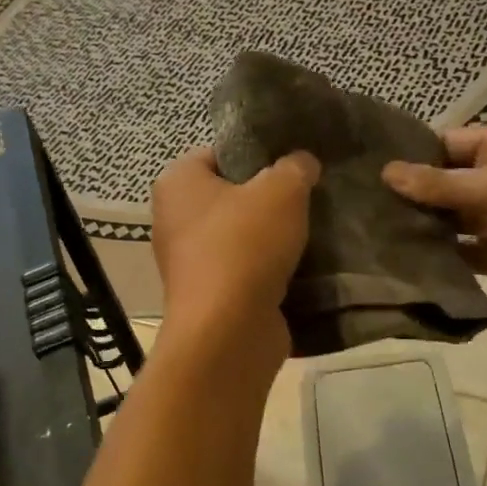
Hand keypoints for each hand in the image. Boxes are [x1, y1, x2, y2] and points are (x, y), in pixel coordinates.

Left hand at [150, 148, 320, 359]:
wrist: (229, 331)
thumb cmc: (245, 245)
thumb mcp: (282, 190)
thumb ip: (294, 167)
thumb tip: (302, 162)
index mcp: (177, 183)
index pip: (218, 154)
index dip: (256, 154)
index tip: (292, 164)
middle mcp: (174, 220)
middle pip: (231, 197)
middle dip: (268, 199)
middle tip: (308, 197)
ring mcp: (190, 262)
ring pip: (240, 237)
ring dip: (272, 238)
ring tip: (312, 231)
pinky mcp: (210, 296)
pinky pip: (245, 271)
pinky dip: (269, 270)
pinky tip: (303, 266)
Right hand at [382, 126, 486, 324]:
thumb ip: (439, 184)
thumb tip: (386, 171)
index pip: (445, 143)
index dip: (411, 155)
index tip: (366, 168)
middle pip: (441, 180)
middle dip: (407, 192)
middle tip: (358, 202)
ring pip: (445, 216)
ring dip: (417, 223)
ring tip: (367, 228)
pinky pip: (455, 248)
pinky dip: (433, 252)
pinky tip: (397, 256)